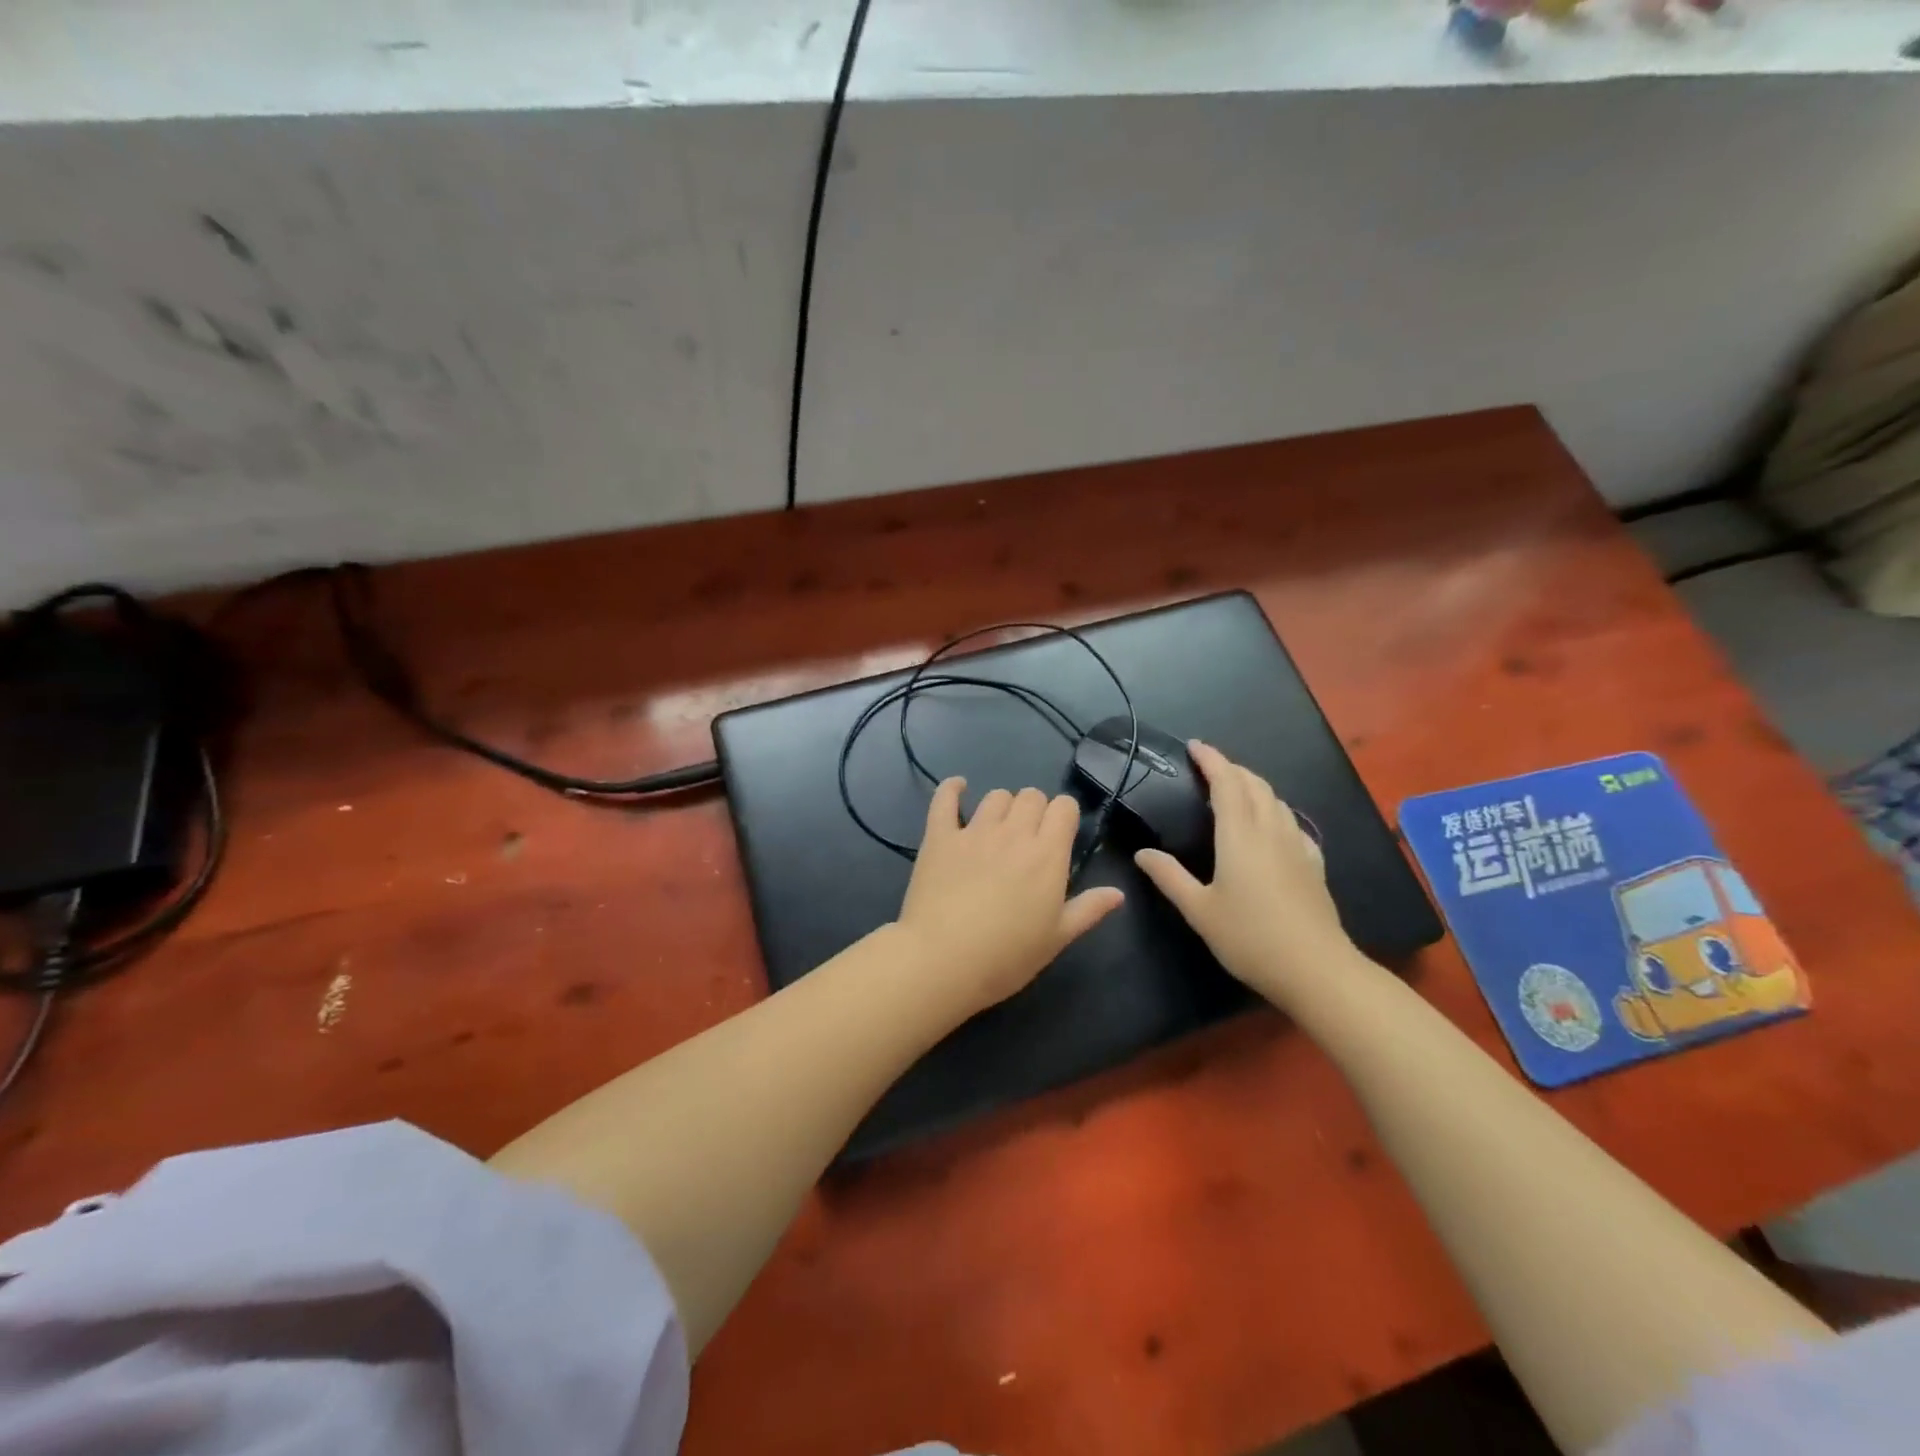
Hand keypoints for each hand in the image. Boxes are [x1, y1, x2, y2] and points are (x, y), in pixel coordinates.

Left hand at [896, 779, 1124, 1015]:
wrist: (942, 960)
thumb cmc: (1007, 956)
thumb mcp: (1057, 939)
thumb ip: (1088, 910)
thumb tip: (1118, 892)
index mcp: (1047, 854)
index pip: (1064, 807)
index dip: (1064, 815)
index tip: (1060, 834)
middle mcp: (1013, 833)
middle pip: (1031, 796)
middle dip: (1035, 809)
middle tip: (1029, 838)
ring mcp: (974, 831)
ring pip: (995, 796)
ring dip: (1003, 806)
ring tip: (998, 827)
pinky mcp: (939, 836)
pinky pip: (945, 799)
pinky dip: (952, 789)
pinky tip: (958, 787)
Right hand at [1134, 741, 1357, 1007]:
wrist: (1316, 969)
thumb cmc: (1250, 938)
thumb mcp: (1199, 911)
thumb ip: (1170, 877)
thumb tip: (1142, 853)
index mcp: (1240, 836)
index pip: (1226, 782)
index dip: (1211, 759)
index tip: (1194, 746)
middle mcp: (1271, 831)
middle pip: (1254, 785)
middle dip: (1231, 768)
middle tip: (1209, 766)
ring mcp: (1297, 846)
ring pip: (1277, 801)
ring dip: (1254, 786)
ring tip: (1235, 789)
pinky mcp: (1314, 865)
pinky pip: (1293, 823)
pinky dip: (1275, 811)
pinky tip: (1272, 826)